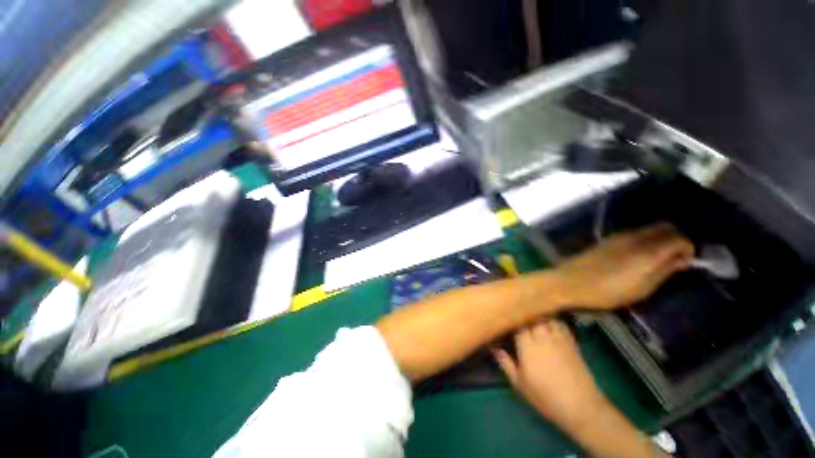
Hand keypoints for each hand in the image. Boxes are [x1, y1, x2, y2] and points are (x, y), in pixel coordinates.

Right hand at [493, 320, 608, 431]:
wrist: (582, 407)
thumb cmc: (546, 398)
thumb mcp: (520, 384)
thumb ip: (505, 363)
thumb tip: (493, 347)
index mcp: (528, 347)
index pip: (517, 323)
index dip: (510, 317)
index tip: (504, 315)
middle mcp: (543, 338)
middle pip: (532, 316)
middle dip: (523, 312)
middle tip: (516, 311)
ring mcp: (559, 338)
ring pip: (546, 316)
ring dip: (538, 313)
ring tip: (531, 313)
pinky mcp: (571, 342)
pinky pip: (560, 323)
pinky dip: (552, 319)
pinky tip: (548, 321)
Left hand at [553, 222, 693, 309]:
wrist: (569, 283)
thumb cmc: (607, 292)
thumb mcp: (642, 288)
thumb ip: (665, 271)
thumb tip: (684, 259)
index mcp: (648, 250)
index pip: (679, 237)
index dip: (689, 248)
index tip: (689, 261)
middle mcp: (634, 237)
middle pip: (664, 227)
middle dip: (676, 238)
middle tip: (677, 257)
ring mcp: (618, 236)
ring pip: (648, 229)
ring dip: (659, 238)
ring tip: (659, 257)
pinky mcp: (606, 240)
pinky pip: (633, 233)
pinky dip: (644, 239)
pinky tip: (639, 254)